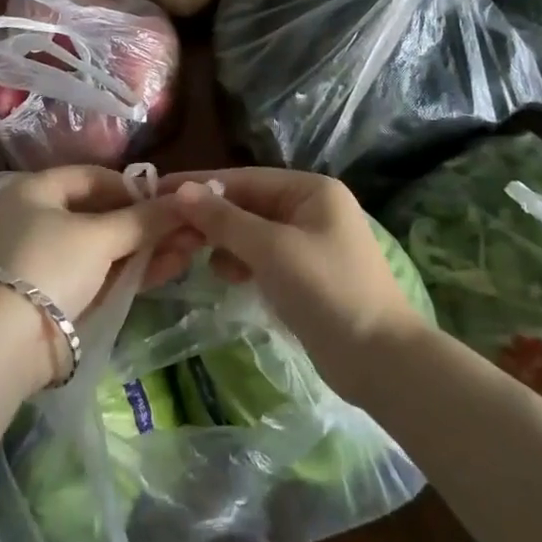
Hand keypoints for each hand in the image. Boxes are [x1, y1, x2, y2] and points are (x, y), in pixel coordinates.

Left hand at [0, 166, 199, 389]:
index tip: (167, 199)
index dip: (131, 187)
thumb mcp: (99, 236)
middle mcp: (38, 220)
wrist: (7, 344)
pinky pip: (102, 274)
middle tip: (187, 226)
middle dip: (145, 221)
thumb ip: (143, 219)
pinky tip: (171, 267)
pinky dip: (132, 270)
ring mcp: (48, 260)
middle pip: (101, 213)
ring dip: (146, 247)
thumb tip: (185, 202)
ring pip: (105, 246)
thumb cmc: (50, 266)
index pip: (91, 177)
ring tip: (190, 248)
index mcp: (35, 191)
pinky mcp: (60, 296)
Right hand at [160, 169, 430, 400]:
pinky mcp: (306, 274)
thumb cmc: (328, 292)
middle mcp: (311, 207)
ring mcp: (309, 242)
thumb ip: (225, 220)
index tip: (159, 189)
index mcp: (311, 190)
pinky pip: (263, 256)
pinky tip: (226, 276)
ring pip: (252, 231)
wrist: (382, 363)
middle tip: (169, 230)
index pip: (244, 178)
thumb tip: (181, 190)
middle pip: (248, 204)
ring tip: (197, 258)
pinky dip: (242, 262)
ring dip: (224, 242)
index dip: (202, 184)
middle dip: (211, 218)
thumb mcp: (271, 250)